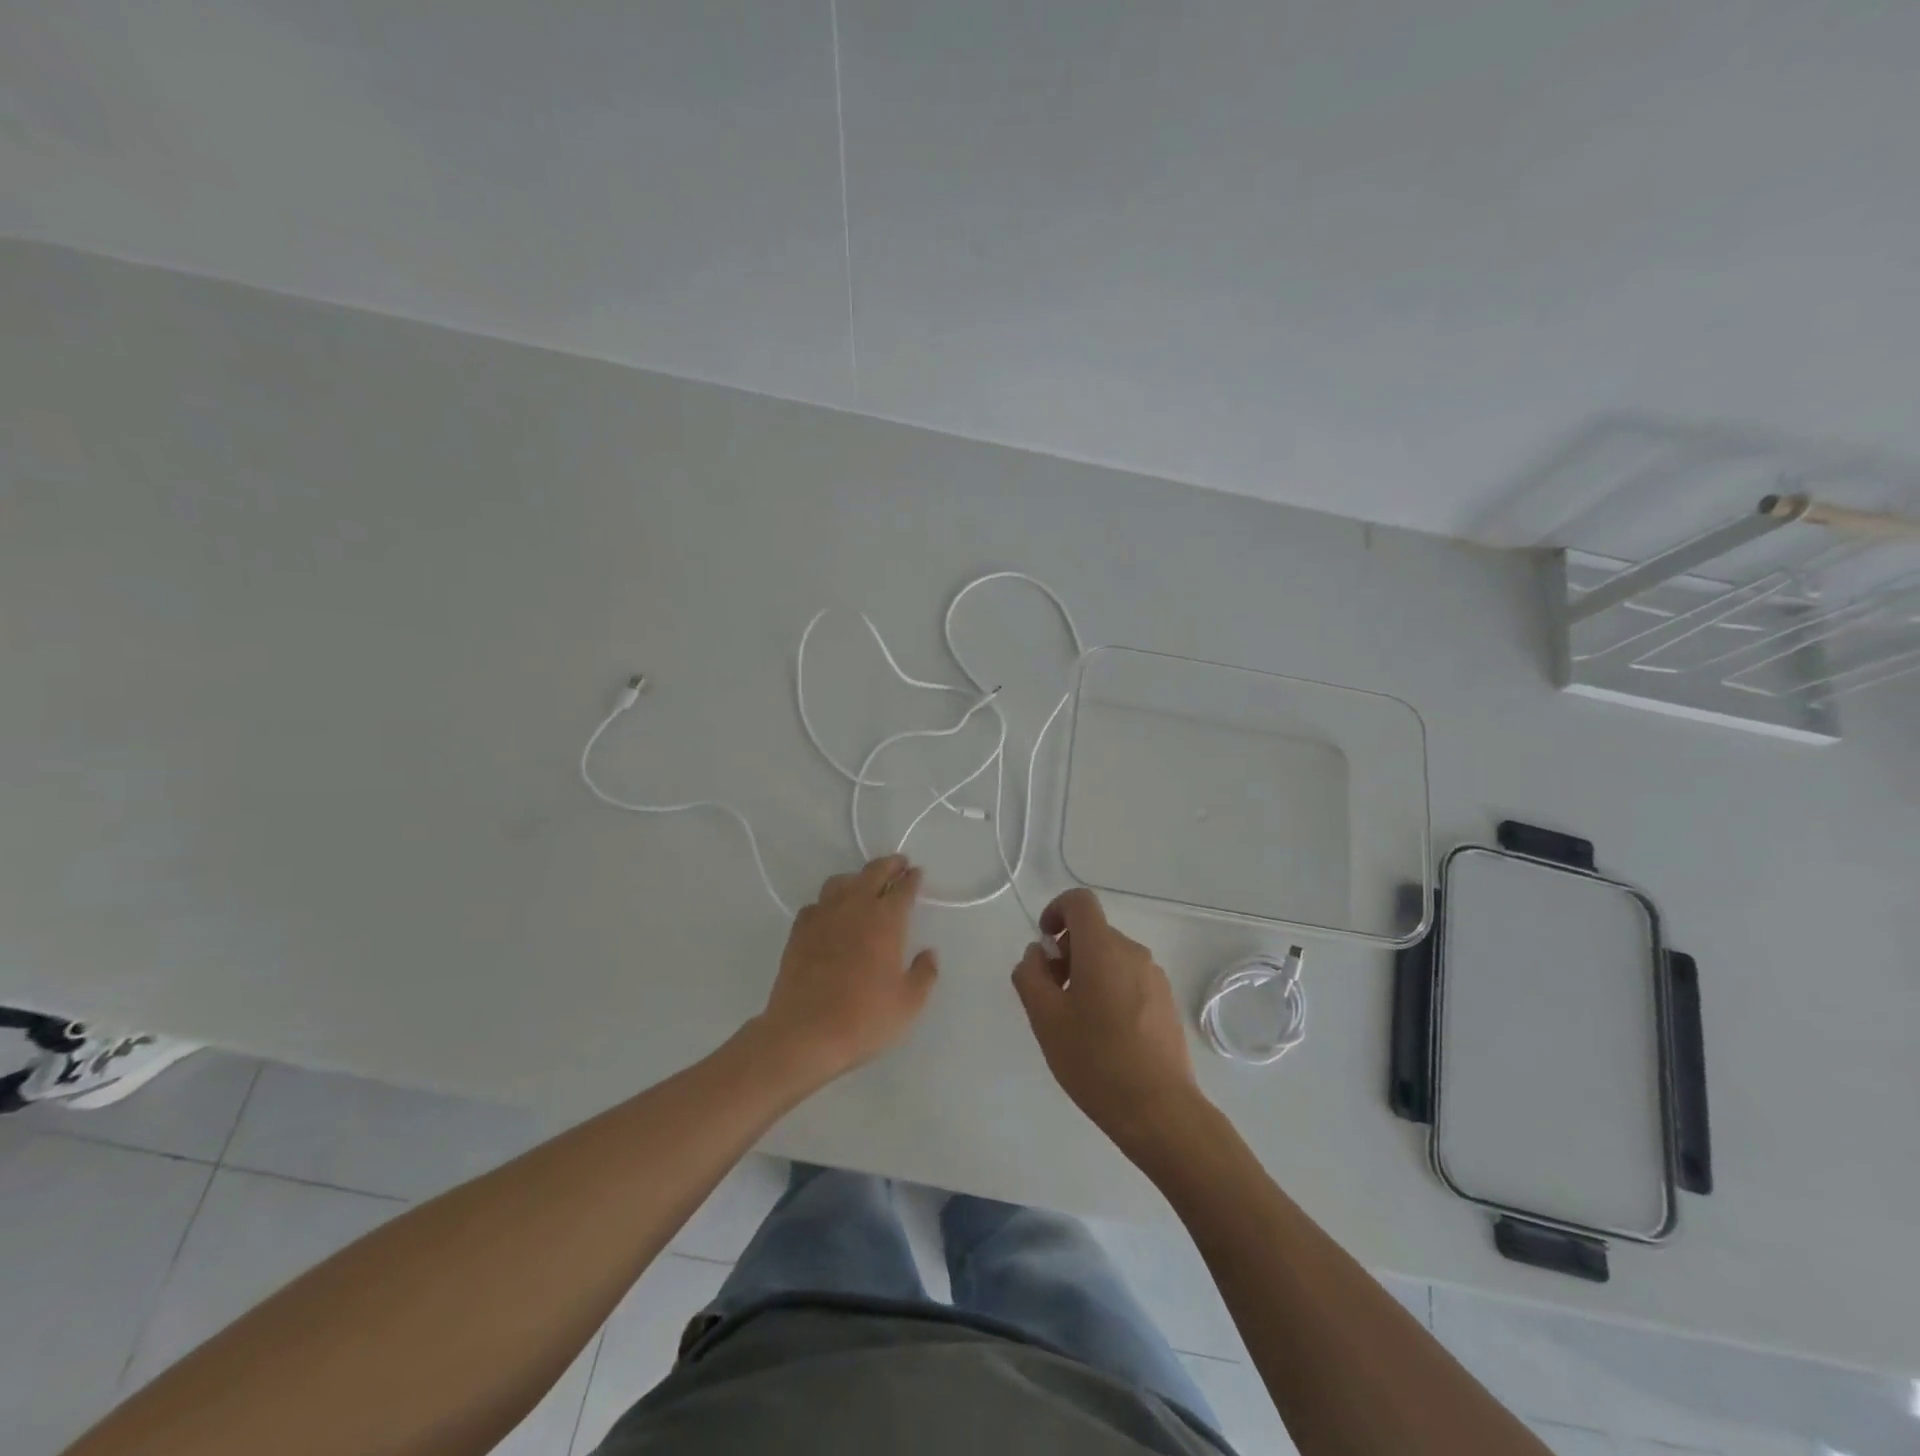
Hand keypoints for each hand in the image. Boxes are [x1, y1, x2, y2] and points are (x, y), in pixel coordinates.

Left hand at [756, 854, 937, 1084]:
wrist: (805, 1032)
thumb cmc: (864, 1018)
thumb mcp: (908, 1004)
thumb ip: (924, 974)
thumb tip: (929, 953)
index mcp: (886, 920)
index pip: (903, 888)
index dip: (912, 879)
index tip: (917, 873)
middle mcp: (855, 908)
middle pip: (873, 873)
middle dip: (889, 865)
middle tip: (898, 864)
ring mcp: (823, 916)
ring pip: (841, 882)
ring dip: (857, 878)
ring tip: (864, 885)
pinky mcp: (799, 930)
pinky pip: (816, 904)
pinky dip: (829, 902)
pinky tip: (831, 914)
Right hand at [1012, 889, 1200, 1155]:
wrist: (1159, 1110)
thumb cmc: (1095, 1061)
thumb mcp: (1045, 1019)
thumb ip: (1030, 976)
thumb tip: (1037, 954)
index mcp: (1103, 949)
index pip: (1079, 902)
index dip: (1056, 910)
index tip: (1045, 944)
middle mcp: (1133, 952)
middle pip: (1094, 932)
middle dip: (1067, 952)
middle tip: (1051, 994)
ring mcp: (1155, 977)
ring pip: (1112, 957)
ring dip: (1087, 972)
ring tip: (1076, 1019)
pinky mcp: (1166, 1001)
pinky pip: (1130, 978)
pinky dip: (1110, 988)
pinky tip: (1104, 1033)